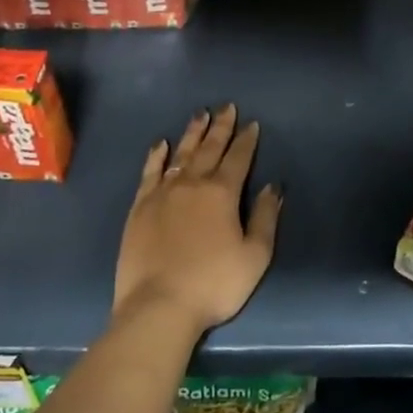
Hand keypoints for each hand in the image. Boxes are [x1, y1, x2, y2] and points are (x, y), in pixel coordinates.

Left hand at [114, 105, 282, 336]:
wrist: (158, 306)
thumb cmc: (213, 285)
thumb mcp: (254, 257)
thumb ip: (266, 218)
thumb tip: (273, 187)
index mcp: (222, 193)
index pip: (238, 158)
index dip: (246, 140)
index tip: (251, 123)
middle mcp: (192, 184)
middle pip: (209, 148)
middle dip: (220, 127)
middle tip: (226, 106)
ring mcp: (163, 193)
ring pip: (180, 154)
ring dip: (192, 133)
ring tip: (200, 115)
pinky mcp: (140, 207)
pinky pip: (150, 172)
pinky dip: (156, 156)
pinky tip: (160, 144)